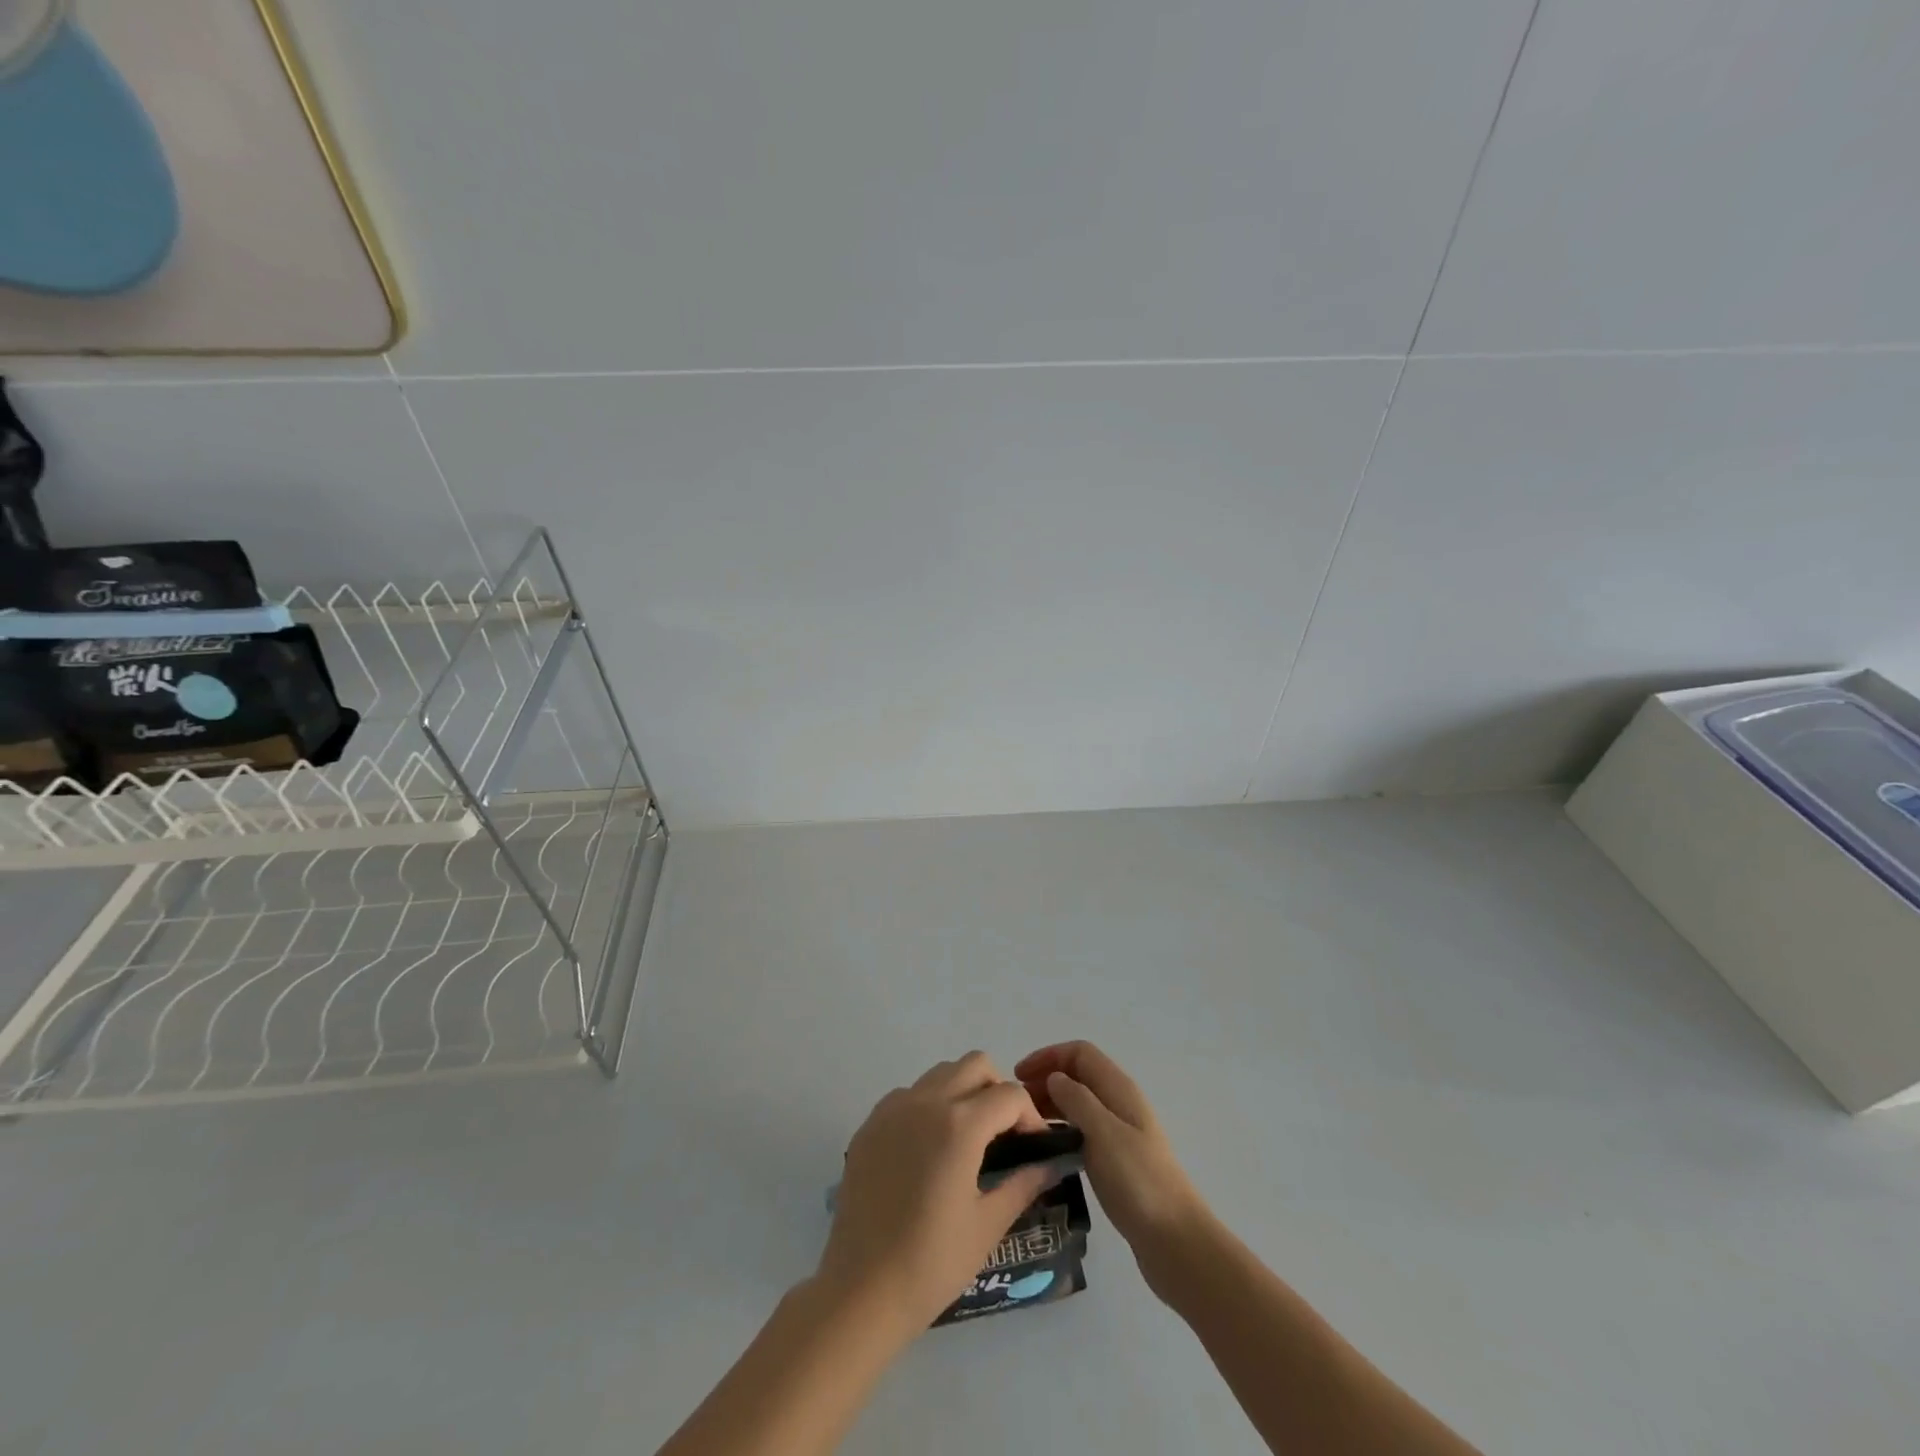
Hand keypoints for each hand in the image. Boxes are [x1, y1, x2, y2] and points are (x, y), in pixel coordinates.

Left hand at [815, 1052, 1055, 1336]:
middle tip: (1003, 1135)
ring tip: (968, 1140)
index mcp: (960, 1124)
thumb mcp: (987, 1225)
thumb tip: (1051, 1163)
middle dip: (998, 1091)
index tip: (1034, 1147)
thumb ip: (1023, 1183)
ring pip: (941, 1073)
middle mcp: (926, 1101)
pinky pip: (909, 1093)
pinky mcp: (870, 1123)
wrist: (861, 1290)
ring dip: (963, 1092)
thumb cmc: (932, 1263)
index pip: (1009, 1094)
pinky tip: (929, 1150)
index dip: (1030, 1116)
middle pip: (975, 1065)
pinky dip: (929, 1105)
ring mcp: (893, 1108)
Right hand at [1016, 1041, 1207, 1291]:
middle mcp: (1119, 1103)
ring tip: (1025, 1126)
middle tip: (1017, 1105)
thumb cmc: (1138, 1181)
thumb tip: (1054, 1077)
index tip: (1018, 1076)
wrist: (1175, 1240)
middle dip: (1046, 1079)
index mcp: (1119, 1089)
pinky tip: (1047, 1149)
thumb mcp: (1104, 1133)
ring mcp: (1120, 1132)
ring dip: (1051, 1104)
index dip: (1048, 1056)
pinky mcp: (1117, 1160)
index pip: (1079, 1052)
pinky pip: (1083, 1130)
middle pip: (1078, 1075)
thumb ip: (1077, 1099)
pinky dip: (1062, 1129)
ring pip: (1079, 1103)